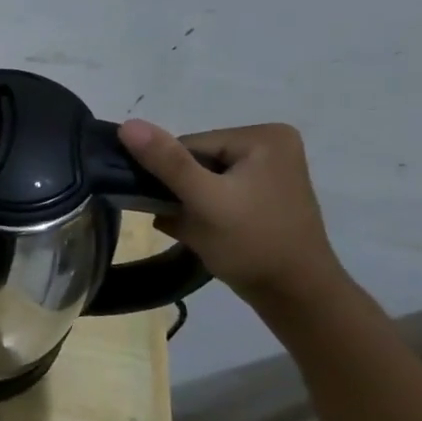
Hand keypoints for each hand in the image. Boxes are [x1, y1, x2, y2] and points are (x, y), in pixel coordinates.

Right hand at [118, 119, 347, 306]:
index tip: (176, 208)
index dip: (171, 177)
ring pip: (200, 180)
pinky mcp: (262, 195)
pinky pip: (214, 194)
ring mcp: (268, 172)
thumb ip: (166, 162)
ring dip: (186, 206)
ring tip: (196, 231)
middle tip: (185, 224)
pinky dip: (200, 212)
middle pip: (194, 162)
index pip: (188, 145)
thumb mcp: (204, 200)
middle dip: (180, 194)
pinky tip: (203, 233)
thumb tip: (127, 124)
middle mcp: (269, 146)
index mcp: (263, 136)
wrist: (294, 296)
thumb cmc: (252, 243)